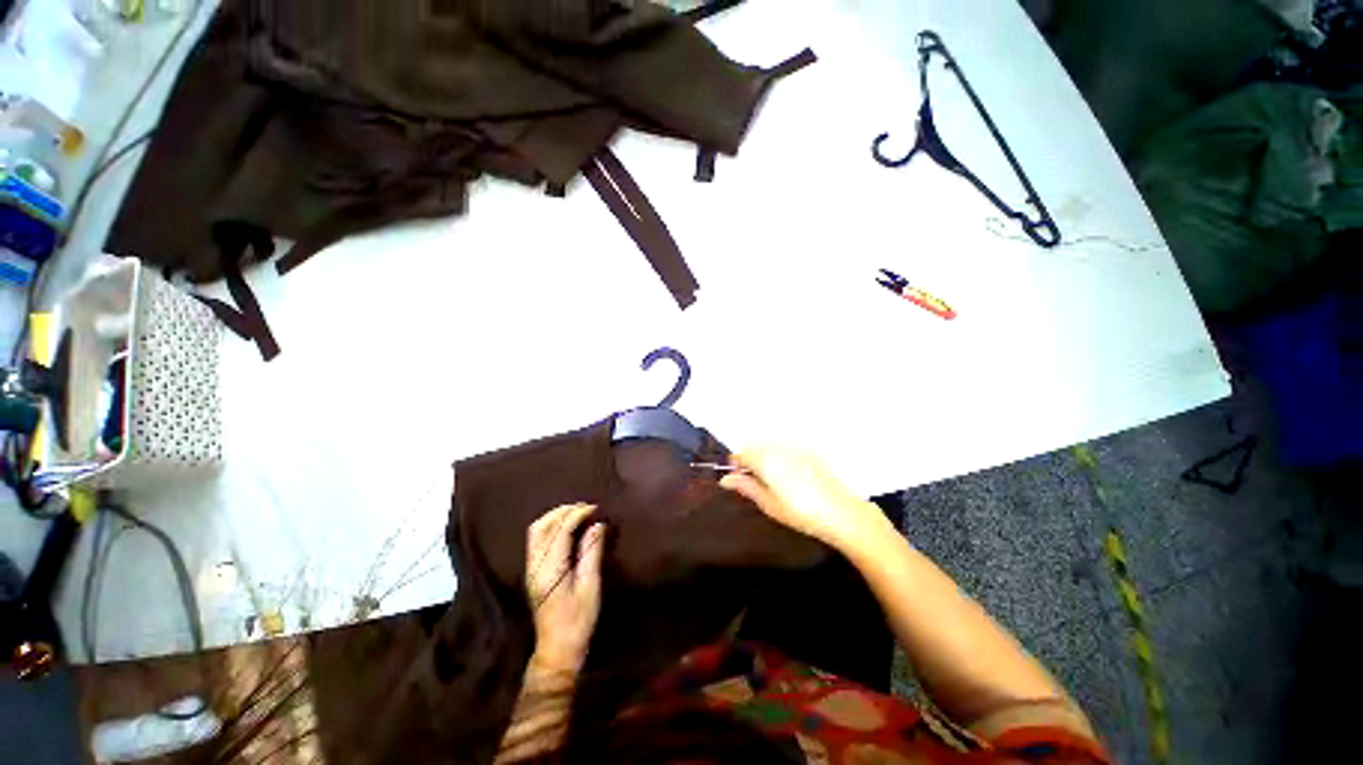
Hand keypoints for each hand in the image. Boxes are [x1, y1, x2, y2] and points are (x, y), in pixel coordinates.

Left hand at [524, 503, 605, 674]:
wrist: (556, 649)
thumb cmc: (578, 620)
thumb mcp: (590, 587)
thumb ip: (591, 553)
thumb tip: (598, 525)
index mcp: (550, 571)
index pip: (559, 531)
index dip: (577, 515)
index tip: (595, 509)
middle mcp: (535, 566)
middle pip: (541, 526)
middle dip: (563, 511)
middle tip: (586, 507)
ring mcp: (530, 569)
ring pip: (535, 530)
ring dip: (555, 516)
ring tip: (576, 512)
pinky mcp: (532, 571)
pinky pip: (536, 539)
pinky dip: (551, 526)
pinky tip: (566, 526)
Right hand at [720, 446, 888, 552]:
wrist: (842, 513)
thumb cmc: (801, 512)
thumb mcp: (769, 504)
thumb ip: (746, 487)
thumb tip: (725, 479)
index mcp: (766, 459)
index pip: (742, 452)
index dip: (737, 464)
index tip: (740, 479)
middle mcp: (779, 447)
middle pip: (756, 446)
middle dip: (752, 460)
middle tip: (758, 483)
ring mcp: (797, 447)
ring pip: (772, 445)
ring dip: (767, 457)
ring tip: (776, 481)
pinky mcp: (811, 451)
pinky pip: (788, 448)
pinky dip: (784, 457)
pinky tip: (794, 477)